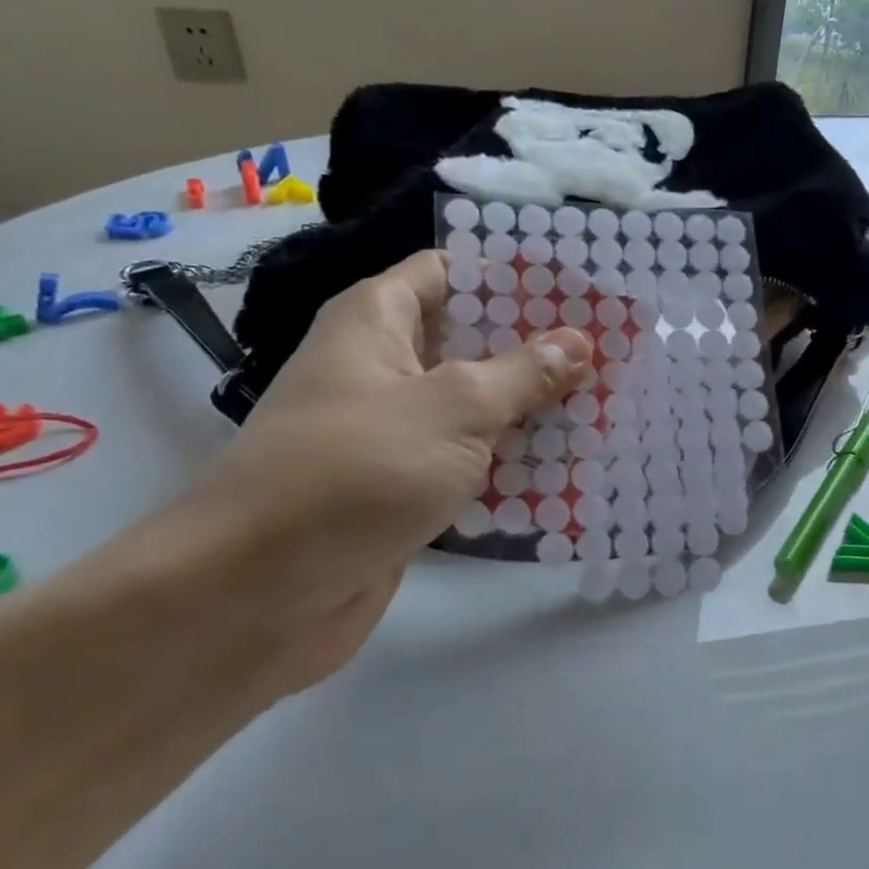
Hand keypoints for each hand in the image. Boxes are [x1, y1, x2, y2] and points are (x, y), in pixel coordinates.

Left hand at [181, 251, 593, 688]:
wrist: (259, 595)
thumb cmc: (356, 471)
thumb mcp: (455, 408)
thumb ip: (522, 373)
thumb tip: (578, 342)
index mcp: (378, 322)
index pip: (450, 273)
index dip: (511, 277)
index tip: (578, 291)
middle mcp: (382, 369)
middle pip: (471, 344)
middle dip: (537, 351)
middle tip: (609, 354)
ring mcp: (391, 434)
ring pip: (474, 410)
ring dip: (531, 414)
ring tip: (606, 410)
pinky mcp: (402, 490)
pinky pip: (466, 465)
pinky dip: (509, 468)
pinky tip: (570, 473)